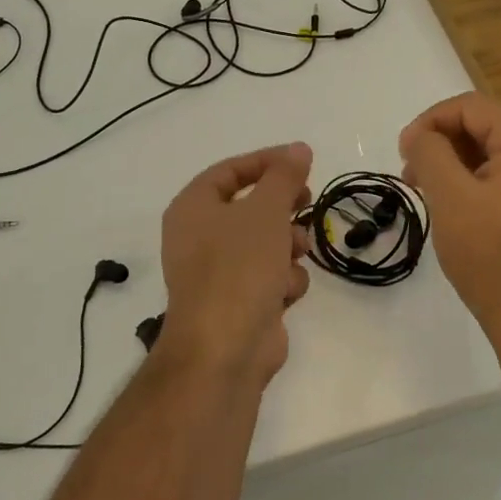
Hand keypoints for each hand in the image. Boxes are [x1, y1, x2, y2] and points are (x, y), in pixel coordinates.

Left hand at [159, 142, 313, 381]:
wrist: (224, 350)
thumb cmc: (239, 268)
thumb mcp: (266, 211)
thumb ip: (284, 176)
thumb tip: (298, 149)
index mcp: (193, 208)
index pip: (230, 171)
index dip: (267, 162)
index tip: (302, 161)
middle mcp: (199, 237)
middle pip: (250, 207)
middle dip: (283, 208)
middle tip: (307, 201)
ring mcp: (218, 273)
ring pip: (265, 243)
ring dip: (288, 246)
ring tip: (296, 253)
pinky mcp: (238, 303)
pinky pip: (269, 276)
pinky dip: (282, 281)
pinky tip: (285, 293)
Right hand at [399, 93, 500, 348]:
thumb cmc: (492, 255)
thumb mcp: (451, 198)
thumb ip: (430, 153)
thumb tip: (418, 135)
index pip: (471, 107)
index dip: (430, 120)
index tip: (403, 151)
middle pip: (481, 127)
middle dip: (440, 143)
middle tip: (410, 175)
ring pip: (487, 153)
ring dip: (451, 163)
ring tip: (424, 192)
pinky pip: (499, 177)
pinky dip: (469, 182)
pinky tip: (450, 207)